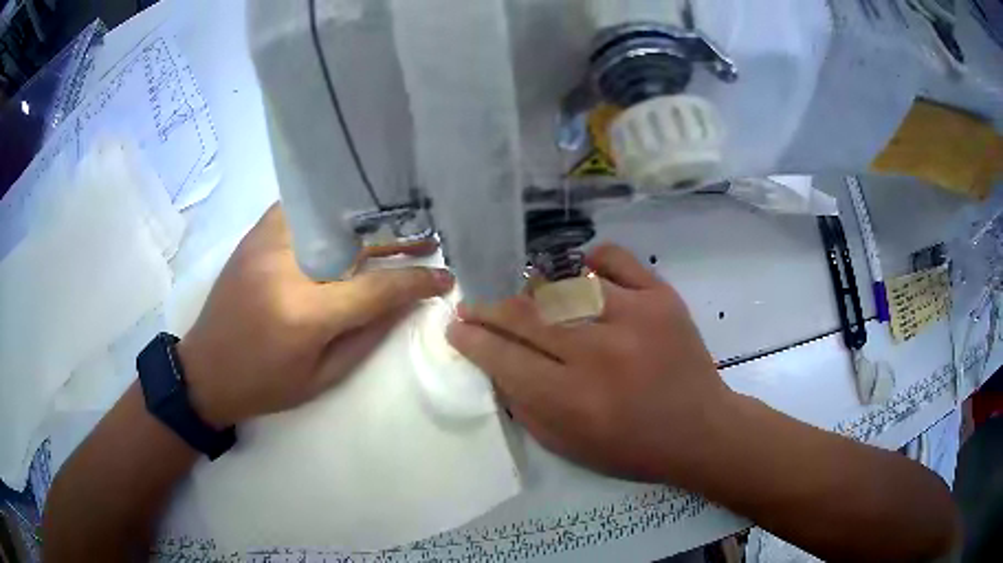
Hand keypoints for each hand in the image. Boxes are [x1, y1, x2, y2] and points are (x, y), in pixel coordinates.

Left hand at [178, 204, 453, 427]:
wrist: (204, 371)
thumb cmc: (264, 386)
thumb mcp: (322, 377)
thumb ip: (367, 336)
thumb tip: (405, 302)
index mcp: (305, 313)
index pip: (376, 287)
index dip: (417, 281)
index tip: (445, 277)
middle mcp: (287, 267)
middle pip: (356, 240)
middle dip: (399, 239)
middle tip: (428, 239)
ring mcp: (267, 243)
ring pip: (329, 214)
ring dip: (368, 218)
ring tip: (397, 224)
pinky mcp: (255, 236)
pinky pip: (301, 209)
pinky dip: (330, 211)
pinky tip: (349, 219)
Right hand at [447, 243, 729, 481]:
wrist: (700, 430)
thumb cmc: (632, 448)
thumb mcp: (567, 445)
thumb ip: (524, 405)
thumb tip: (495, 361)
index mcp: (574, 399)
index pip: (503, 358)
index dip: (472, 340)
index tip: (456, 328)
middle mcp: (600, 353)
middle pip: (525, 316)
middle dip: (488, 310)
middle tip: (473, 308)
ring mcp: (635, 316)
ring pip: (563, 285)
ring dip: (533, 292)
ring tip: (526, 302)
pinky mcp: (661, 296)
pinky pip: (614, 258)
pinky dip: (590, 261)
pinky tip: (581, 275)